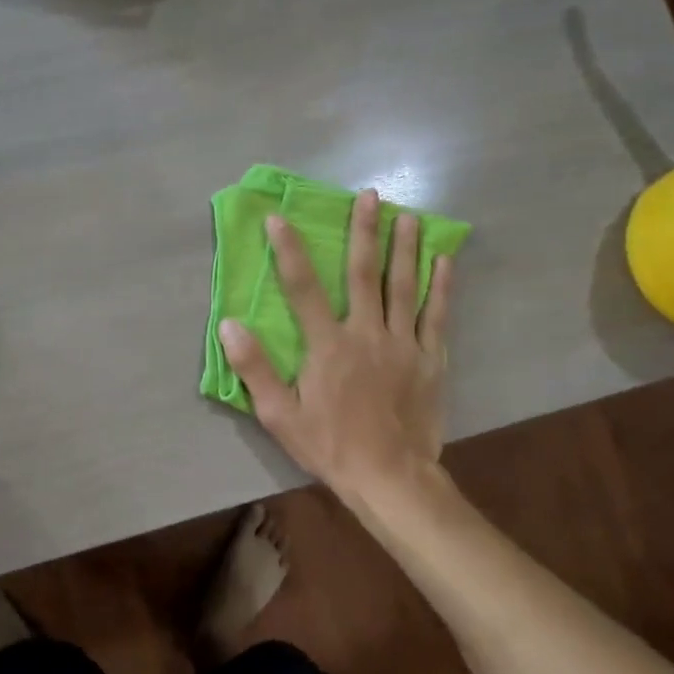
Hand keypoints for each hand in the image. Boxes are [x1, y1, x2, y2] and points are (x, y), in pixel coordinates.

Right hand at [219, 189, 453, 505]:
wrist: (390, 478)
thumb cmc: (330, 446)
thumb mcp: (279, 415)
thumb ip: (255, 368)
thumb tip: (229, 325)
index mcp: (327, 345)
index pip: (303, 288)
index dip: (289, 250)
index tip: (278, 218)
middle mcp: (366, 333)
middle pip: (363, 273)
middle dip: (364, 231)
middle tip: (369, 195)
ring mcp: (403, 344)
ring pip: (404, 286)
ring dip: (404, 248)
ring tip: (408, 214)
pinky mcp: (430, 359)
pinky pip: (437, 315)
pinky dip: (441, 287)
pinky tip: (444, 261)